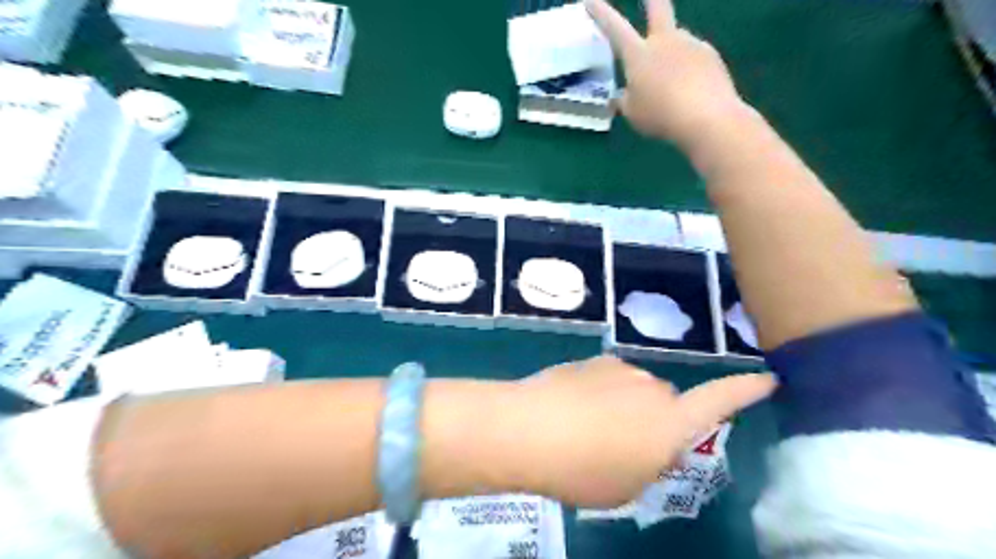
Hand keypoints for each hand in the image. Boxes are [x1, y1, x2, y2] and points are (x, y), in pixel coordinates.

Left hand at [513, 357, 778, 506]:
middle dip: (657, 420)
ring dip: (626, 406)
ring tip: (590, 430)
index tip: (768, 378)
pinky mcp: (592, 361)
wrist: (529, 428)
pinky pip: (609, 380)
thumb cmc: (584, 469)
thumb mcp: (627, 486)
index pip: (720, 401)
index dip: (745, 390)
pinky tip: (574, 410)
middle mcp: (653, 387)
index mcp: (671, 421)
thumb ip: (651, 462)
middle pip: (668, 401)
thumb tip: (658, 445)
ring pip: (636, 390)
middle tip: (624, 446)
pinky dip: (602, 394)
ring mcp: (621, 369)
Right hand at [585, 0, 747, 147]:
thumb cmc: (661, 116)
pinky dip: (689, 68)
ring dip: (671, 53)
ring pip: (677, 40)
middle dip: (650, 0)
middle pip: (658, 7)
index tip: (590, 1)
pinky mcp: (711, 55)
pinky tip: (691, 89)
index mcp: (638, 54)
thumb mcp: (633, 113)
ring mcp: (690, 44)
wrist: (707, 117)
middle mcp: (664, 41)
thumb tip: (622, 95)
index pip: (614, 28)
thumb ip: (625, 100)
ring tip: (673, 83)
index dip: (601, 13)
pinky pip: (694, 57)